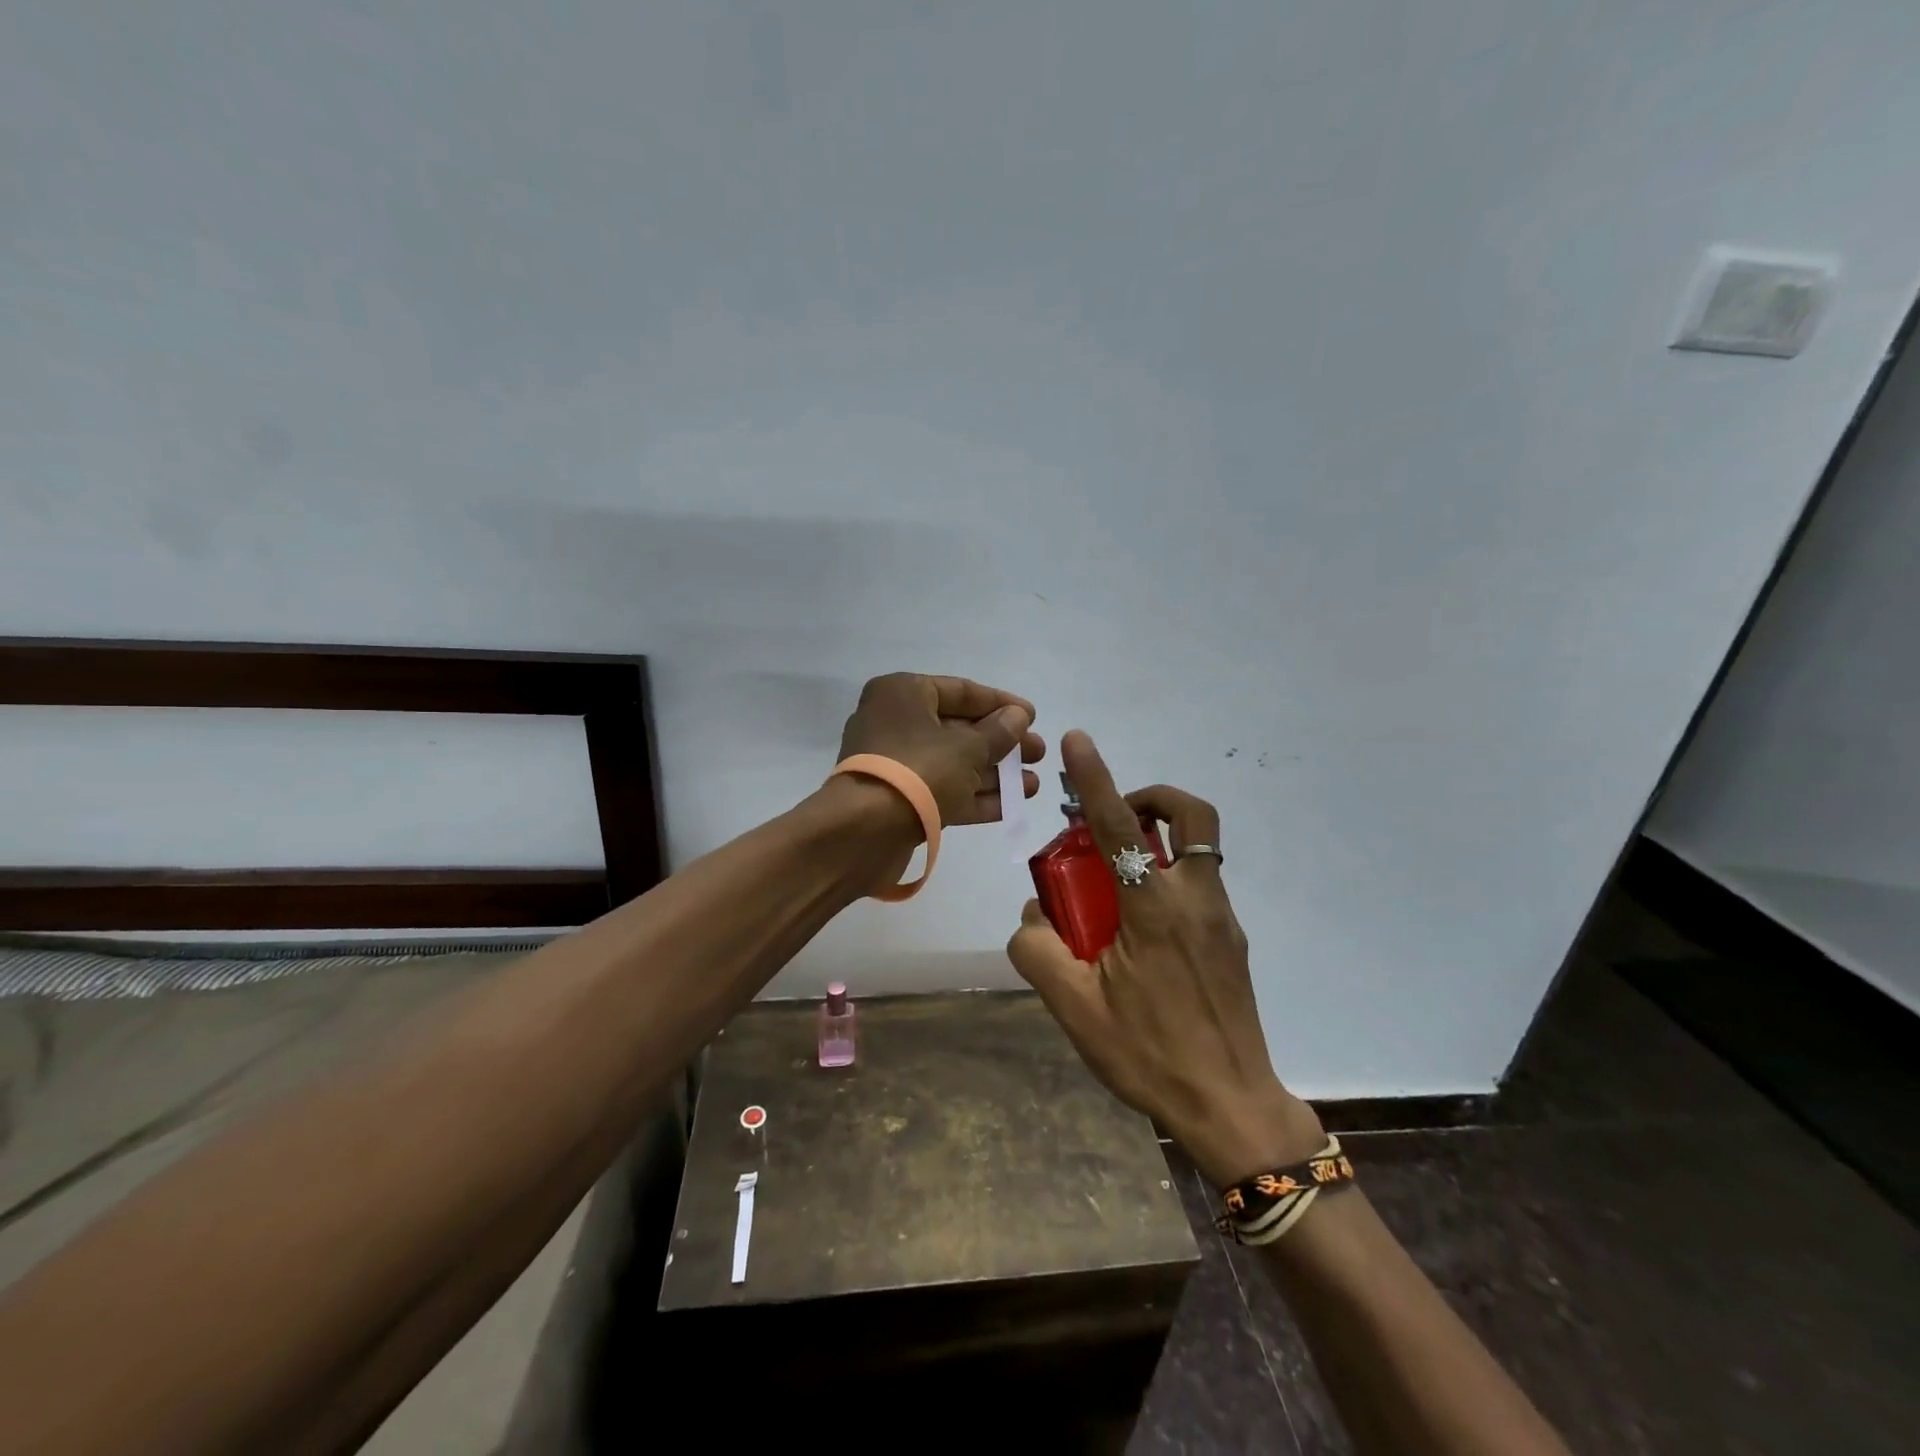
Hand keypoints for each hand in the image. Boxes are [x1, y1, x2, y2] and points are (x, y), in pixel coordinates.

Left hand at [836, 673, 1044, 827]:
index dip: (1000, 703)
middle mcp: (896, 723)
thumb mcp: (966, 748)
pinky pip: (944, 791)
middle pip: (959, 729)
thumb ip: (998, 732)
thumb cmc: (918, 770)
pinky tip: (1014, 803)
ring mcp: (897, 765)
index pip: (960, 691)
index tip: (1033, 717)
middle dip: (1002, 743)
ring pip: (954, 763)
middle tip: (1039, 753)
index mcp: (903, 694)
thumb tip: (1018, 717)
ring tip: (1034, 783)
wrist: (864, 832)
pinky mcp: (900, 800)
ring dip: (994, 773)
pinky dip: (976, 796)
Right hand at [1006, 730, 1323, 1187]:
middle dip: (1151, 799)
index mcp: (1155, 909)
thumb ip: (1039, 952)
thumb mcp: (1074, 1009)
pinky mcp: (1232, 942)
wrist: (1232, 1108)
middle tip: (1115, 823)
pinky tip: (1139, 935)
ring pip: (1197, 850)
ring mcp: (1222, 920)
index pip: (1118, 827)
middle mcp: (1196, 900)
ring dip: (1157, 843)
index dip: (1096, 778)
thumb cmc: (1149, 1054)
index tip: (1079, 740)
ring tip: (1115, 888)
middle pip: (1190, 817)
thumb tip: (1033, 918)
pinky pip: (1199, 887)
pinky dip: (1167, 882)